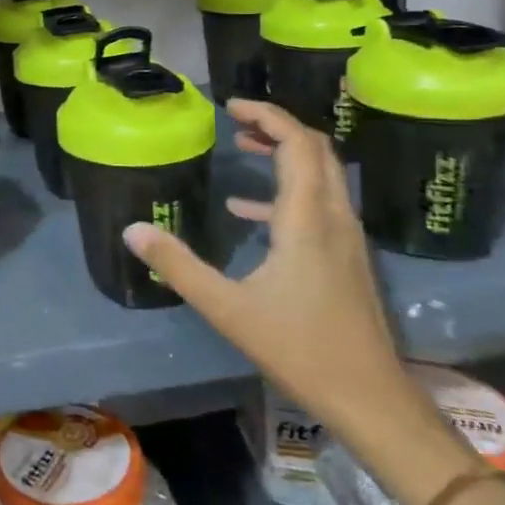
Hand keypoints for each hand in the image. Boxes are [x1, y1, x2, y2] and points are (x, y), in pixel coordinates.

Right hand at [123, 99, 417, 443]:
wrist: (371, 400)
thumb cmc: (300, 348)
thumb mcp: (227, 308)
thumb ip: (177, 265)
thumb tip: (132, 229)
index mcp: (307, 218)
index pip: (297, 143)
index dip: (267, 115)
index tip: (231, 105)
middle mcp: (333, 217)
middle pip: (316, 149)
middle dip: (277, 126)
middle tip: (235, 119)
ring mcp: (346, 238)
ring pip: (322, 174)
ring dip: (285, 154)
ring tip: (242, 148)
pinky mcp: (346, 258)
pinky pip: (318, 204)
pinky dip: (286, 192)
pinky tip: (247, 211)